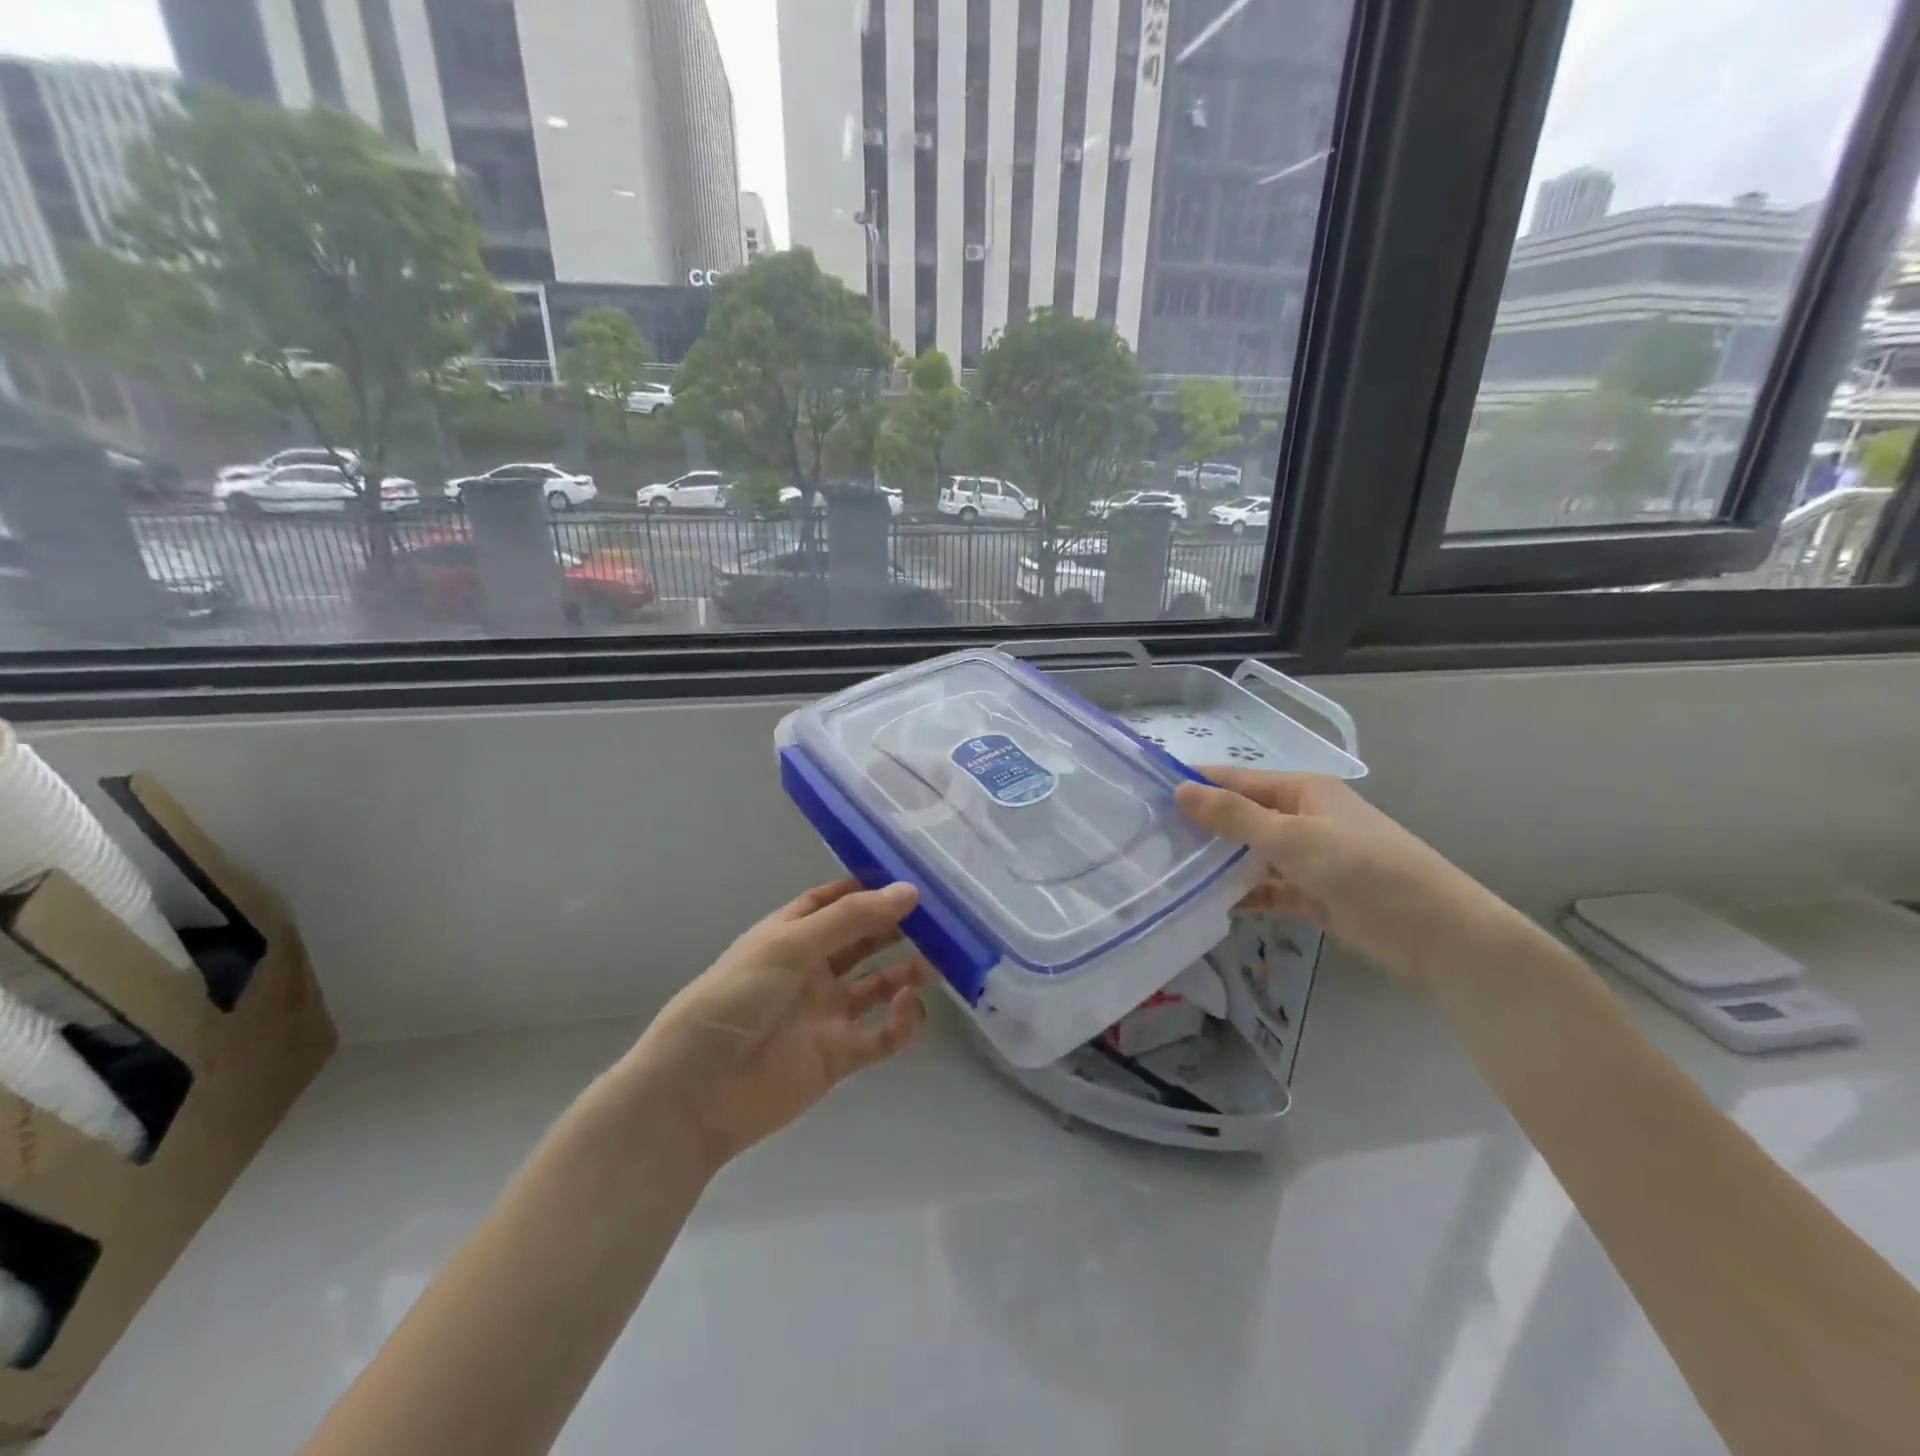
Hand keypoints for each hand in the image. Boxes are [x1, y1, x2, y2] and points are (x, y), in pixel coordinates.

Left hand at [615, 879, 929, 1170]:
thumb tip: (909, 891)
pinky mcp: (839, 1055)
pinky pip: (882, 1034)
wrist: (696, 1092)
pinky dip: (903, 1021)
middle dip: (898, 927)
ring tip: (941, 959)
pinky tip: (911, 1006)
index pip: (835, 902)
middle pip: (863, 940)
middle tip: (942, 918)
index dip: (870, 890)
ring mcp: (827, 1012)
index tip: (912, 879)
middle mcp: (812, 968)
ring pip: (879, 983)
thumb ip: (852, 919)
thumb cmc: (736, 999)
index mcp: (791, 935)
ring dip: (908, 969)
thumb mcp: (790, 945)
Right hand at [1175, 769, 1515, 992]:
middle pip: (1242, 816)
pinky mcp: (1315, 894)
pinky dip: (1245, 894)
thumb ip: (1234, 816)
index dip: (1195, 784)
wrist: (1437, 934)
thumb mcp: (1293, 838)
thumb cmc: (1364, 869)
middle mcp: (1303, 817)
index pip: (1236, 780)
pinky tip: (1212, 905)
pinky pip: (1269, 888)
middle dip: (1202, 827)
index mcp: (1303, 791)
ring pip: (1252, 854)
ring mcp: (1310, 858)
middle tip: (1150, 839)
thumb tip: (1179, 789)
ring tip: (1171, 872)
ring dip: (1221, 863)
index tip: (1147, 795)